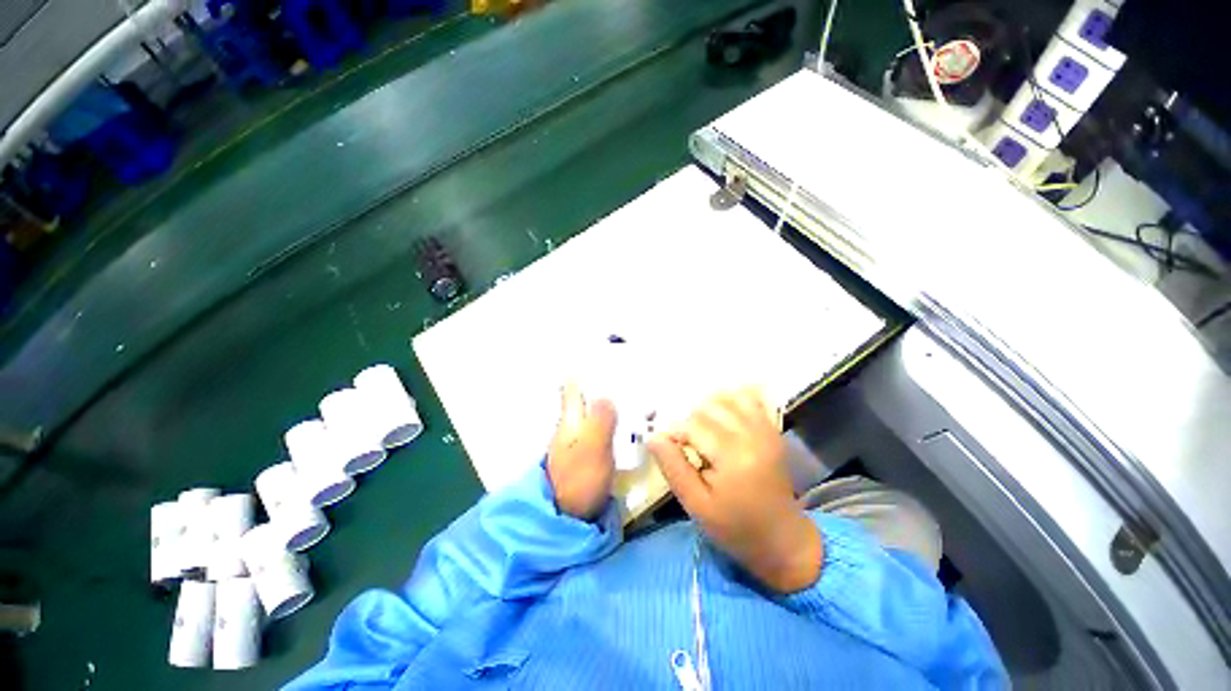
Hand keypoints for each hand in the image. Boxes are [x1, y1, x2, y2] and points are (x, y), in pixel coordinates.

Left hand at [547, 381, 617, 520]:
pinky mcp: (589, 455)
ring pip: (594, 412)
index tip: (594, 355)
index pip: (572, 388)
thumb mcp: (592, 446)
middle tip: (622, 369)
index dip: (580, 371)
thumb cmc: (578, 479)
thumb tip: (606, 395)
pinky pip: (602, 428)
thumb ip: (600, 419)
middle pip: (584, 397)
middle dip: (599, 382)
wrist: (567, 516)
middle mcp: (572, 426)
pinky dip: (613, 420)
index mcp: (570, 419)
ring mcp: (579, 441)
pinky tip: (626, 420)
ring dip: (608, 401)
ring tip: (629, 390)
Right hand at [648, 388, 821, 592]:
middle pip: (709, 407)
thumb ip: (673, 468)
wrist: (782, 539)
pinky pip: (751, 399)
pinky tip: (721, 413)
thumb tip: (653, 436)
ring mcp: (765, 429)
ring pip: (728, 397)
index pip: (692, 425)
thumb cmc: (734, 527)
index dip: (674, 432)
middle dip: (690, 419)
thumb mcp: (696, 505)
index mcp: (733, 457)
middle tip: (686, 442)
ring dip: (708, 406)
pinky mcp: (772, 430)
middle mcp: (752, 435)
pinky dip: (732, 398)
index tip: (669, 447)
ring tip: (701, 428)